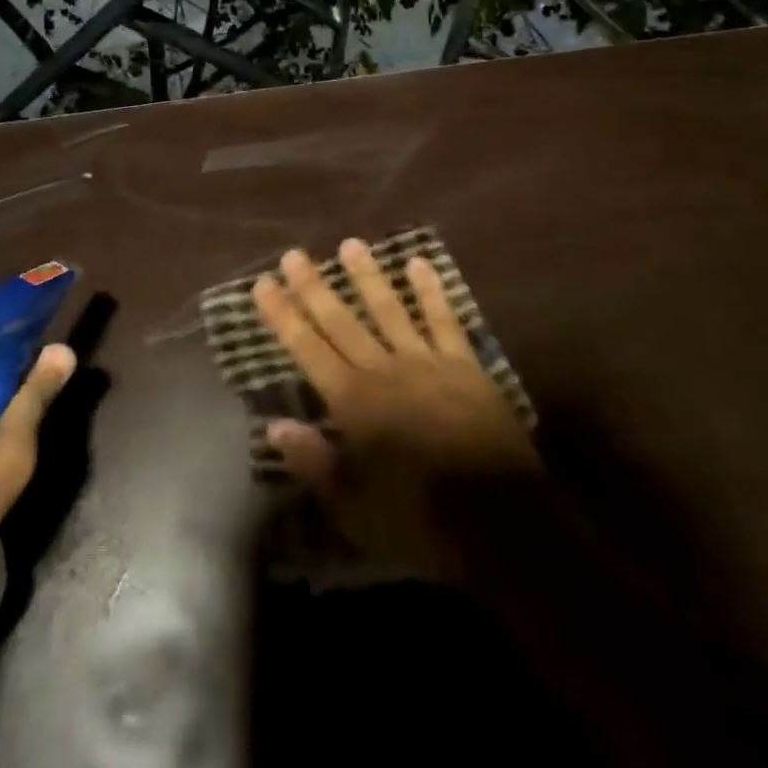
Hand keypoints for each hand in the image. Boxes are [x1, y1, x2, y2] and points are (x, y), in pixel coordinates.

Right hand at [253, 238, 540, 582]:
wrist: (503, 524)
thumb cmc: (422, 522)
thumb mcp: (356, 509)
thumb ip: (315, 463)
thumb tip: (273, 426)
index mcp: (355, 404)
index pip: (309, 349)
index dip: (284, 316)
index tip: (263, 284)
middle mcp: (385, 371)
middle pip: (342, 321)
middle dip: (314, 287)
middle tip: (293, 254)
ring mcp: (427, 362)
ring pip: (389, 310)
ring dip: (368, 276)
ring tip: (350, 243)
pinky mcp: (465, 365)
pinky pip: (444, 320)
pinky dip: (431, 291)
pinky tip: (419, 263)